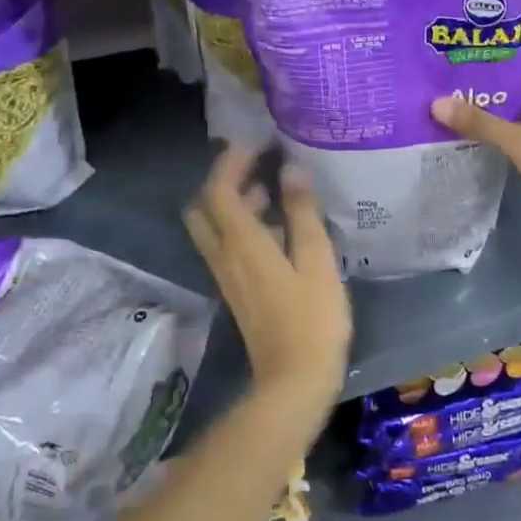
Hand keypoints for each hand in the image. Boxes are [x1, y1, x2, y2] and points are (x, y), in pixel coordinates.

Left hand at [184, 144, 351, 413]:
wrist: (294, 380)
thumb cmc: (312, 318)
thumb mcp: (316, 260)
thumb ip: (302, 212)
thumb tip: (290, 169)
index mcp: (241, 242)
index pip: (219, 188)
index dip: (233, 160)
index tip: (259, 140)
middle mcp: (224, 254)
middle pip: (204, 206)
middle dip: (224, 178)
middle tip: (258, 164)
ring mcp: (227, 274)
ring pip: (215, 226)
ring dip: (235, 201)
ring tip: (275, 188)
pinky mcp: (237, 289)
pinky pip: (228, 244)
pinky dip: (244, 224)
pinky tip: (280, 227)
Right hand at [432, 77, 520, 248]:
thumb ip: (481, 123)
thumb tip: (437, 103)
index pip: (520, 79)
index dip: (490, 75)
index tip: (455, 74)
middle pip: (515, 102)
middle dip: (483, 101)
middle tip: (443, 96)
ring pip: (514, 127)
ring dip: (487, 125)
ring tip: (447, 117)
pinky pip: (516, 149)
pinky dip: (496, 146)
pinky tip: (467, 145)